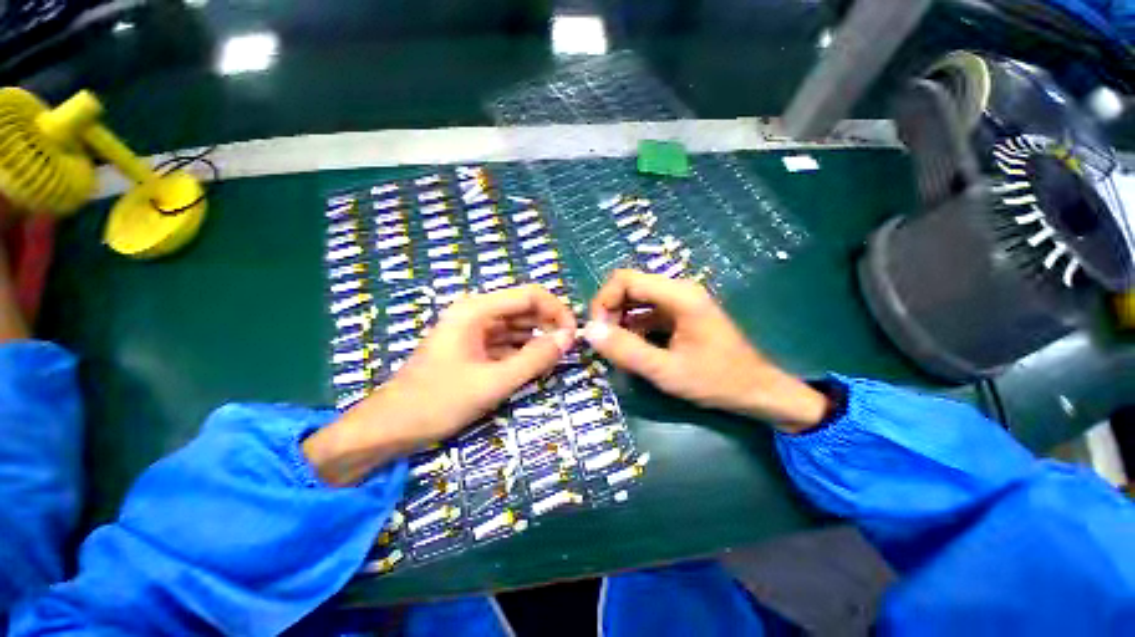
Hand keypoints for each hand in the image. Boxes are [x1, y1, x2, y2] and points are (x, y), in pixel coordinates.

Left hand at [304, 285, 575, 484]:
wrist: (390, 427)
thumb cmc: (438, 402)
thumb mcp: (493, 382)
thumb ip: (534, 358)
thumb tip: (568, 338)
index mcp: (476, 310)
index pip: (530, 295)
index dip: (557, 310)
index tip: (573, 335)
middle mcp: (476, 313)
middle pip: (524, 308)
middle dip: (549, 325)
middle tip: (567, 350)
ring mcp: (473, 330)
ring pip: (517, 326)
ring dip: (537, 339)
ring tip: (553, 360)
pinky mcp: (473, 347)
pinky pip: (506, 341)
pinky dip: (522, 351)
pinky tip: (533, 366)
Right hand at [581, 270, 828, 431]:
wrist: (758, 391)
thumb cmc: (717, 380)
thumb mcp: (666, 371)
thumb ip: (626, 350)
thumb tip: (589, 331)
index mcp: (678, 295)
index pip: (625, 279)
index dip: (603, 301)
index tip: (597, 331)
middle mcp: (678, 290)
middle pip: (629, 287)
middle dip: (610, 312)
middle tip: (605, 342)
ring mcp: (680, 302)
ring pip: (636, 301)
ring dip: (620, 321)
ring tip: (616, 349)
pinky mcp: (680, 315)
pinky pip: (646, 313)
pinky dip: (633, 328)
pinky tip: (632, 349)